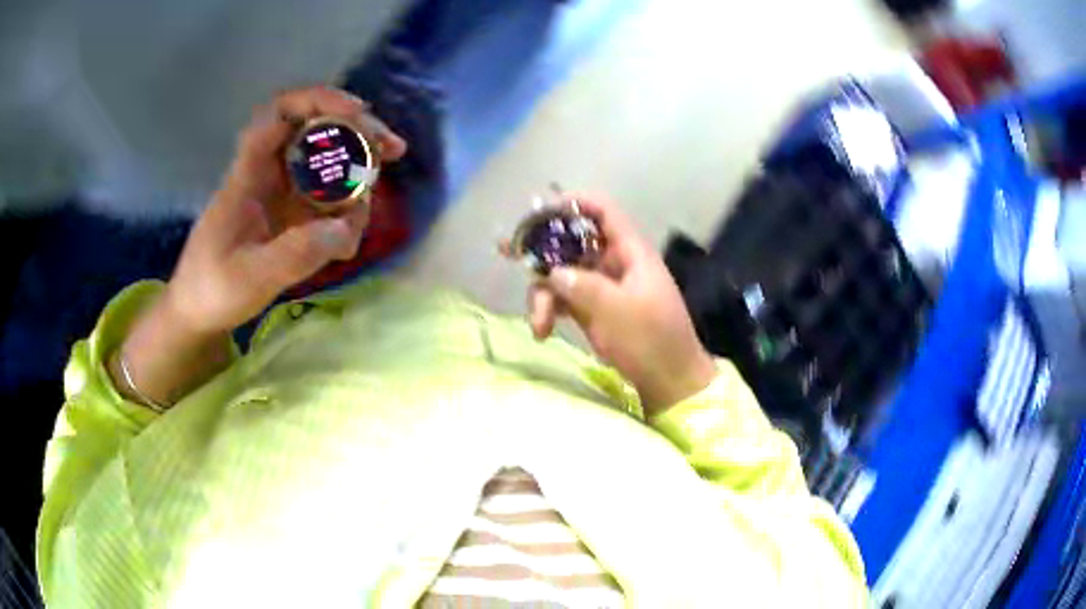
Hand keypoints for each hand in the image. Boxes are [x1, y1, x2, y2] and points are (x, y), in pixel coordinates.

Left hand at [165, 86, 406, 334]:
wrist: (198, 311)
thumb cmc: (212, 289)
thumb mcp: (250, 278)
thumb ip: (295, 254)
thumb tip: (345, 227)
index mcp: (249, 174)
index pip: (280, 114)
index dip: (320, 100)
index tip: (358, 113)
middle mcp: (269, 174)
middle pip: (315, 130)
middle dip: (357, 132)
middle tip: (392, 150)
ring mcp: (282, 195)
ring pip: (326, 165)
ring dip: (356, 178)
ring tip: (361, 219)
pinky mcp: (291, 217)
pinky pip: (326, 200)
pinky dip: (345, 213)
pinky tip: (346, 243)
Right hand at [508, 194, 716, 413]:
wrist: (668, 381)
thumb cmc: (652, 341)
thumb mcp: (619, 311)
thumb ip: (584, 287)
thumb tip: (552, 272)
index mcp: (629, 251)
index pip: (601, 211)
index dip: (572, 203)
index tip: (538, 212)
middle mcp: (613, 262)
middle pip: (572, 241)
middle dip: (542, 251)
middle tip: (508, 252)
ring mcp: (601, 286)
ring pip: (561, 273)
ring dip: (543, 294)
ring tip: (538, 324)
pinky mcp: (591, 309)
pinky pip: (562, 298)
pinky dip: (549, 310)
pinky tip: (542, 331)